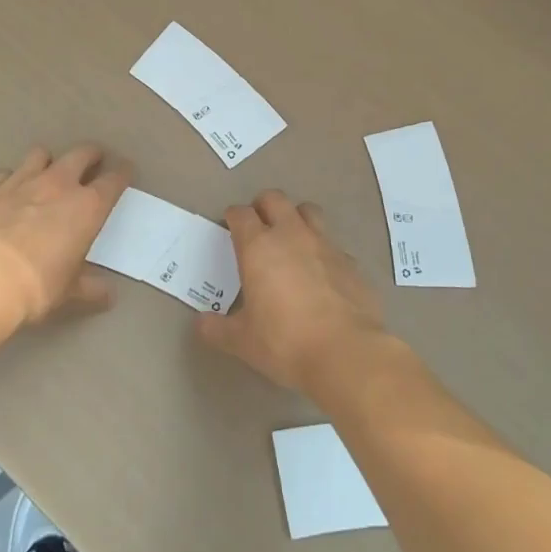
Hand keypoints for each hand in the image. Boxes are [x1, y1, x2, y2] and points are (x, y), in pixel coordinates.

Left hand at [0, 144, 132, 324]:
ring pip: (41, 154)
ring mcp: (22, 182)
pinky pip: (5, 173)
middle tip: (93, 160)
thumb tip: (108, 296)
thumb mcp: (69, 292)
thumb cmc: (38, 285)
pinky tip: (9, 192)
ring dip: (48, 161)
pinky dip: (11, 179)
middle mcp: (58, 184)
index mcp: (87, 207)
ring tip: (47, 172)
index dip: (122, 172)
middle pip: (81, 154)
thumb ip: (91, 288)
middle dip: (90, 154)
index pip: (114, 180)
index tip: (125, 170)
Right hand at [194, 191, 386, 393]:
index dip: (233, 217)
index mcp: (259, 247)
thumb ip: (217, 329)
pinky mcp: (350, 261)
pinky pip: (332, 244)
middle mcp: (291, 235)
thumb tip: (200, 323)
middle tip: (258, 226)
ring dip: (296, 218)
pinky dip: (322, 251)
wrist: (346, 353)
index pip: (241, 214)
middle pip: (274, 199)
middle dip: (263, 206)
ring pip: (308, 211)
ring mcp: (324, 244)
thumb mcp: (242, 341)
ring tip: (291, 240)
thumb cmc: (285, 342)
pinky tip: (321, 274)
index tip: (230, 226)